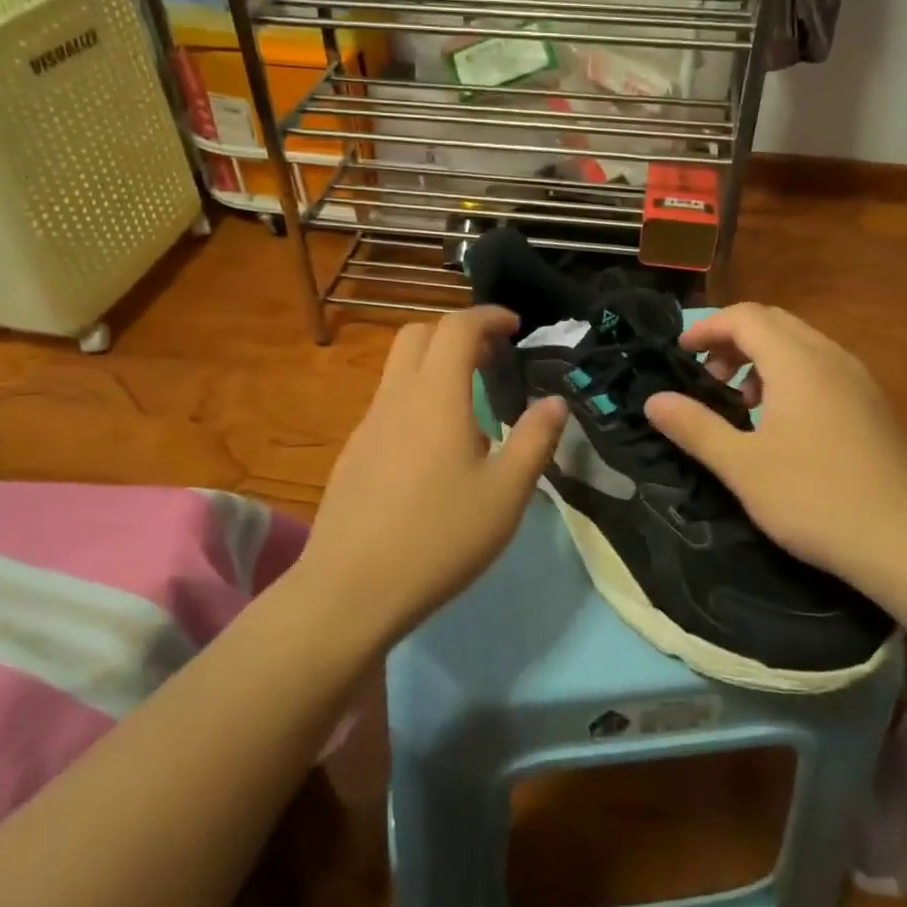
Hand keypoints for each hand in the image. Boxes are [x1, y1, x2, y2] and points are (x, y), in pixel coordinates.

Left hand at [300, 306, 567, 646]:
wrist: (350, 589)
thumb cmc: (439, 537)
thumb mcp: (506, 493)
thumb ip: (535, 440)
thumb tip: (555, 402)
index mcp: (436, 396)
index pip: (457, 327)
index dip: (488, 316)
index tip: (514, 327)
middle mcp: (396, 397)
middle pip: (419, 334)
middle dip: (457, 332)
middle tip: (491, 357)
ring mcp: (368, 425)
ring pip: (399, 369)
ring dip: (434, 364)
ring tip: (470, 403)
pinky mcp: (354, 453)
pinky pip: (388, 404)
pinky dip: (417, 398)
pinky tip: (435, 449)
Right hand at [643, 303, 906, 590]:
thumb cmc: (815, 498)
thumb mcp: (742, 466)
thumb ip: (695, 427)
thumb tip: (653, 400)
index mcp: (797, 361)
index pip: (745, 317)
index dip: (707, 328)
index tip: (680, 353)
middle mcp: (830, 357)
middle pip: (774, 323)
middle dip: (733, 340)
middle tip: (708, 376)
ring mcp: (858, 380)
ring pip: (801, 344)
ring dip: (762, 358)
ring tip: (742, 400)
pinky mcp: (873, 405)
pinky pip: (822, 368)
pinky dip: (791, 375)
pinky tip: (783, 423)